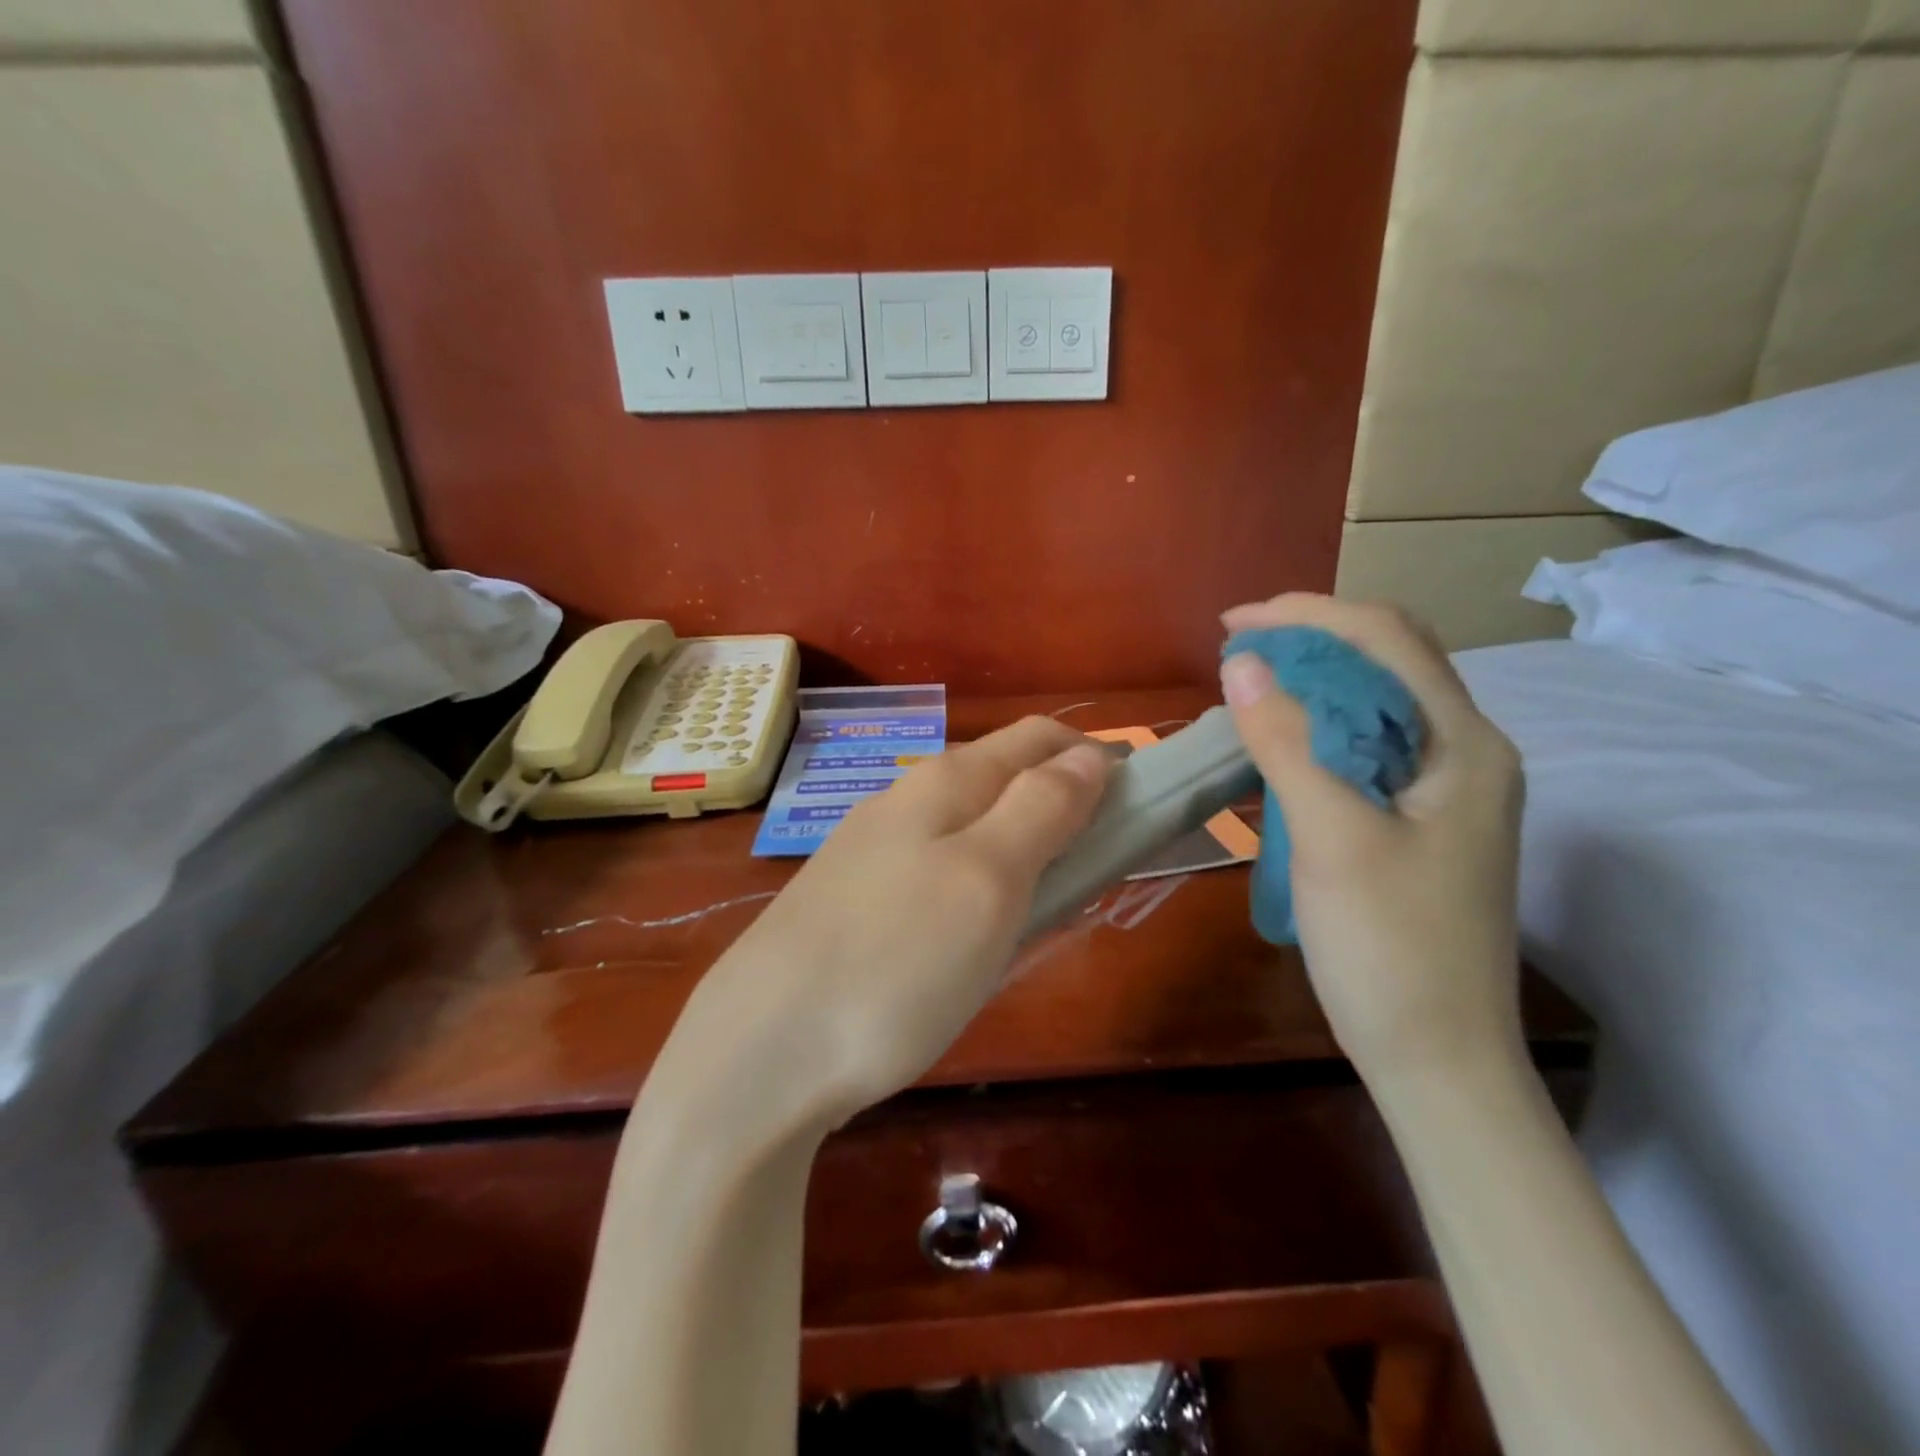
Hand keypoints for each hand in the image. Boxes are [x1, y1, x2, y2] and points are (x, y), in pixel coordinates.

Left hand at [671, 717, 1111, 1133]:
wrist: (761, 1052)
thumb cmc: (896, 961)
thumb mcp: (989, 878)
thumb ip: (1043, 808)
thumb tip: (1091, 754)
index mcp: (945, 783)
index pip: (1038, 739)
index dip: (1095, 757)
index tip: (1143, 803)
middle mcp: (905, 803)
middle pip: (1003, 782)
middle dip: (1063, 809)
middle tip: (1105, 868)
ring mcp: (872, 855)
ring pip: (970, 833)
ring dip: (1022, 854)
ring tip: (1054, 906)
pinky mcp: (853, 906)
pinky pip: (938, 879)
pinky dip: (979, 893)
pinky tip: (979, 937)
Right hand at [1219, 595, 1526, 1080]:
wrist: (1440, 1059)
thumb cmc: (1390, 949)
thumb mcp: (1331, 837)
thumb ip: (1286, 742)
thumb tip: (1242, 661)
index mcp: (1464, 745)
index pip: (1387, 639)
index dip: (1307, 615)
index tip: (1233, 624)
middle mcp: (1467, 754)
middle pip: (1390, 662)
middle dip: (1311, 639)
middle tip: (1237, 649)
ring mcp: (1448, 791)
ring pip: (1378, 704)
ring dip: (1314, 682)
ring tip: (1250, 687)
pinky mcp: (1424, 822)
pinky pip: (1368, 747)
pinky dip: (1318, 728)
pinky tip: (1279, 745)